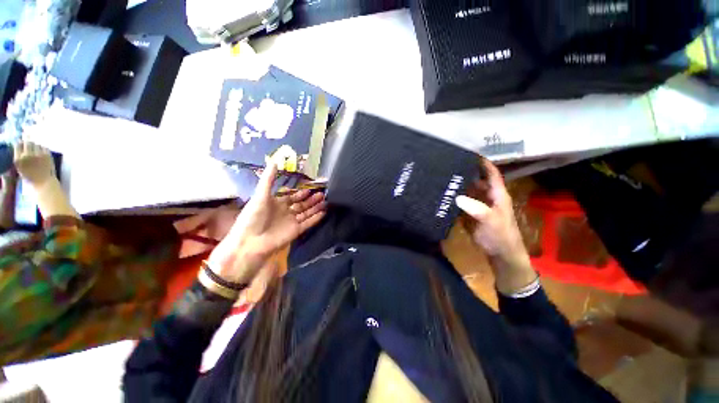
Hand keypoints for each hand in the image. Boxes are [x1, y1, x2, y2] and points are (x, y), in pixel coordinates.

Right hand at [13, 142, 55, 187]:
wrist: (43, 183)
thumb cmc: (31, 177)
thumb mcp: (20, 167)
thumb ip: (20, 156)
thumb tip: (21, 143)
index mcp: (18, 159)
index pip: (18, 144)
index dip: (21, 144)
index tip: (23, 145)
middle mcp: (27, 155)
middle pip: (27, 142)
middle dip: (29, 144)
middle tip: (31, 148)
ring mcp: (37, 154)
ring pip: (36, 144)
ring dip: (36, 147)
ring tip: (37, 153)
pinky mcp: (47, 155)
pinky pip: (44, 147)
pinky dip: (43, 149)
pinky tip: (43, 155)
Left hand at [208, 162, 326, 283]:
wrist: (251, 241)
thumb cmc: (253, 216)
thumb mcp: (260, 195)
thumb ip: (269, 179)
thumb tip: (274, 161)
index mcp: (277, 203)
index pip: (293, 196)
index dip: (302, 192)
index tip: (311, 187)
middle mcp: (286, 212)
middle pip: (302, 204)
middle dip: (312, 199)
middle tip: (322, 193)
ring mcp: (292, 222)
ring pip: (307, 213)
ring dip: (316, 207)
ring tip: (325, 201)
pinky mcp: (297, 231)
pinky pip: (308, 223)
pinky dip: (316, 218)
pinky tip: (324, 212)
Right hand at [455, 159, 535, 293]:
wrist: (500, 254)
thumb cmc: (501, 235)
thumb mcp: (492, 221)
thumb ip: (477, 209)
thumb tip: (458, 197)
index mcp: (497, 195)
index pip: (491, 174)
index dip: (483, 163)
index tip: (470, 153)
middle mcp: (487, 197)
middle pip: (477, 181)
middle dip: (466, 173)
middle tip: (448, 166)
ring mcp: (478, 206)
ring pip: (468, 192)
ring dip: (458, 186)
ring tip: (442, 178)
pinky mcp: (470, 214)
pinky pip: (461, 203)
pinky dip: (454, 199)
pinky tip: (443, 196)